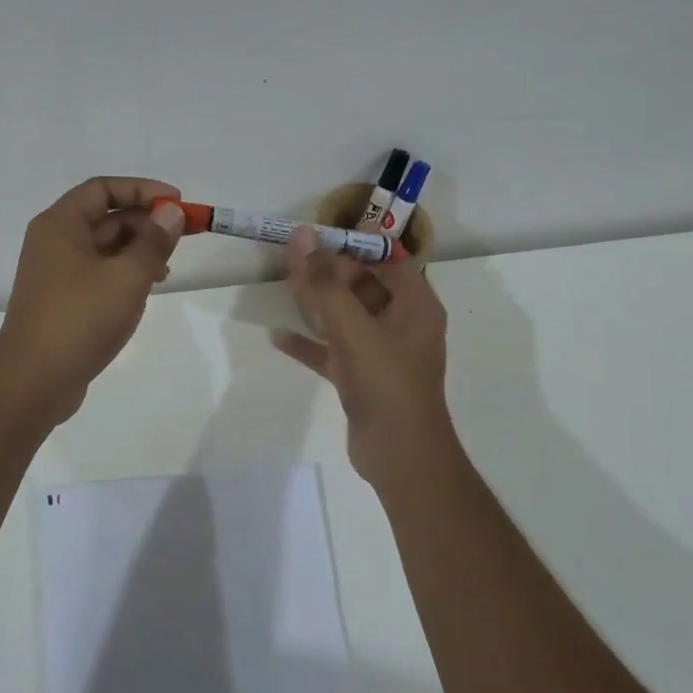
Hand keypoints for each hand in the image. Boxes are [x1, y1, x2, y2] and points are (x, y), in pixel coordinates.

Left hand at [0, 177, 187, 425]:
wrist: (34, 381)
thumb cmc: (80, 319)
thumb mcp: (127, 277)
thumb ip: (153, 242)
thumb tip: (171, 212)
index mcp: (60, 225)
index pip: (103, 188)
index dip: (142, 189)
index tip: (177, 202)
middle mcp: (55, 242)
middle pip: (105, 216)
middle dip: (146, 221)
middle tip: (185, 233)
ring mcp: (57, 273)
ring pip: (105, 247)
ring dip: (139, 249)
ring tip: (169, 266)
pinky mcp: (64, 300)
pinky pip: (99, 272)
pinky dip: (126, 272)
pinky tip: (149, 287)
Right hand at [273, 228, 456, 487]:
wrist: (400, 456)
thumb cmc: (387, 384)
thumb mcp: (354, 329)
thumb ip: (325, 283)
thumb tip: (302, 236)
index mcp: (415, 305)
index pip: (386, 259)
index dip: (353, 245)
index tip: (317, 236)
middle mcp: (401, 323)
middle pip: (363, 285)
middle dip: (329, 272)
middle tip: (292, 260)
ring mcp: (380, 352)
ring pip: (346, 316)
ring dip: (317, 303)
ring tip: (284, 285)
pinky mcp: (361, 377)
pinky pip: (332, 350)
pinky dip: (309, 342)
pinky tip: (278, 336)